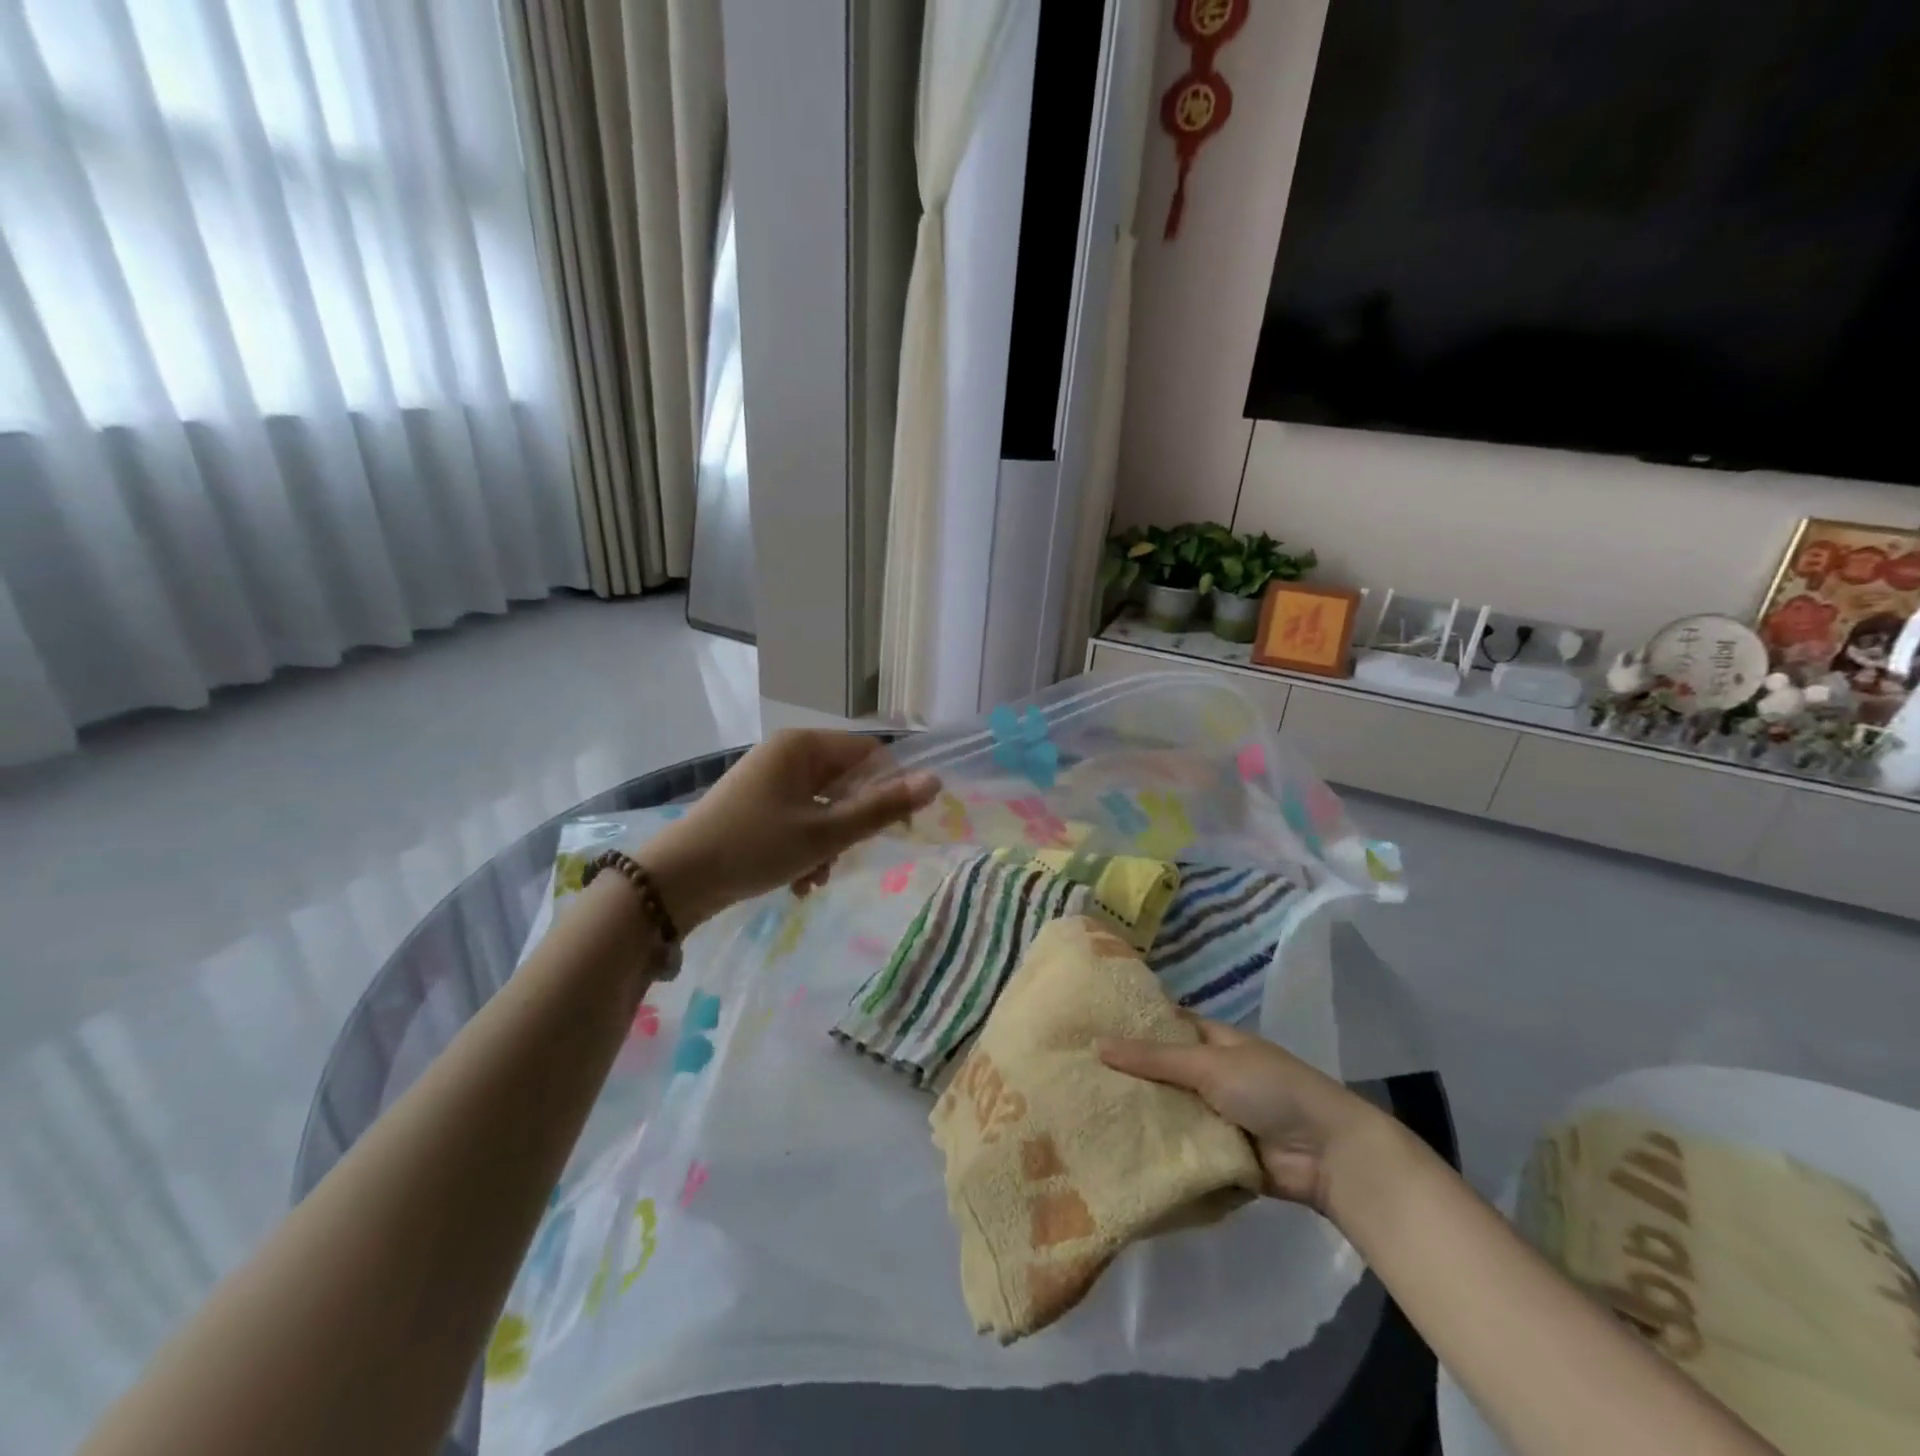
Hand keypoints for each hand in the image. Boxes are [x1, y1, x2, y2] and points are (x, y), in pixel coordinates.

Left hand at [638, 729, 939, 931]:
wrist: (677, 881)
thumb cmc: (755, 847)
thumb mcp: (825, 833)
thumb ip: (882, 809)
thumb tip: (936, 782)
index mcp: (804, 746)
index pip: (870, 754)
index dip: (889, 789)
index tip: (895, 829)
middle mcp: (787, 753)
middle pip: (846, 782)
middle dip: (851, 824)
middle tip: (842, 857)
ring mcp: (768, 779)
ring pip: (824, 805)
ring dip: (830, 843)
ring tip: (814, 878)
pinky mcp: (755, 805)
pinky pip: (799, 818)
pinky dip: (806, 847)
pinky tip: (798, 881)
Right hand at [1098, 1016, 1383, 1213]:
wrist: (1327, 1155)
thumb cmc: (1270, 1089)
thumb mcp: (1210, 1064)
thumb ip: (1155, 1058)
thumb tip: (1097, 1044)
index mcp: (1212, 1042)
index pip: (1164, 1026)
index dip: (1130, 1026)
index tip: (1086, 1027)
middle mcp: (1210, 1075)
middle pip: (1160, 1072)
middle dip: (1125, 1075)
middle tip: (1071, 1075)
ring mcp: (1213, 1116)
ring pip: (1166, 1111)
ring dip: (1137, 1114)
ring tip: (1081, 1112)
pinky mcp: (1215, 1155)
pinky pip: (1177, 1148)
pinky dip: (1154, 1149)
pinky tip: (1112, 1149)